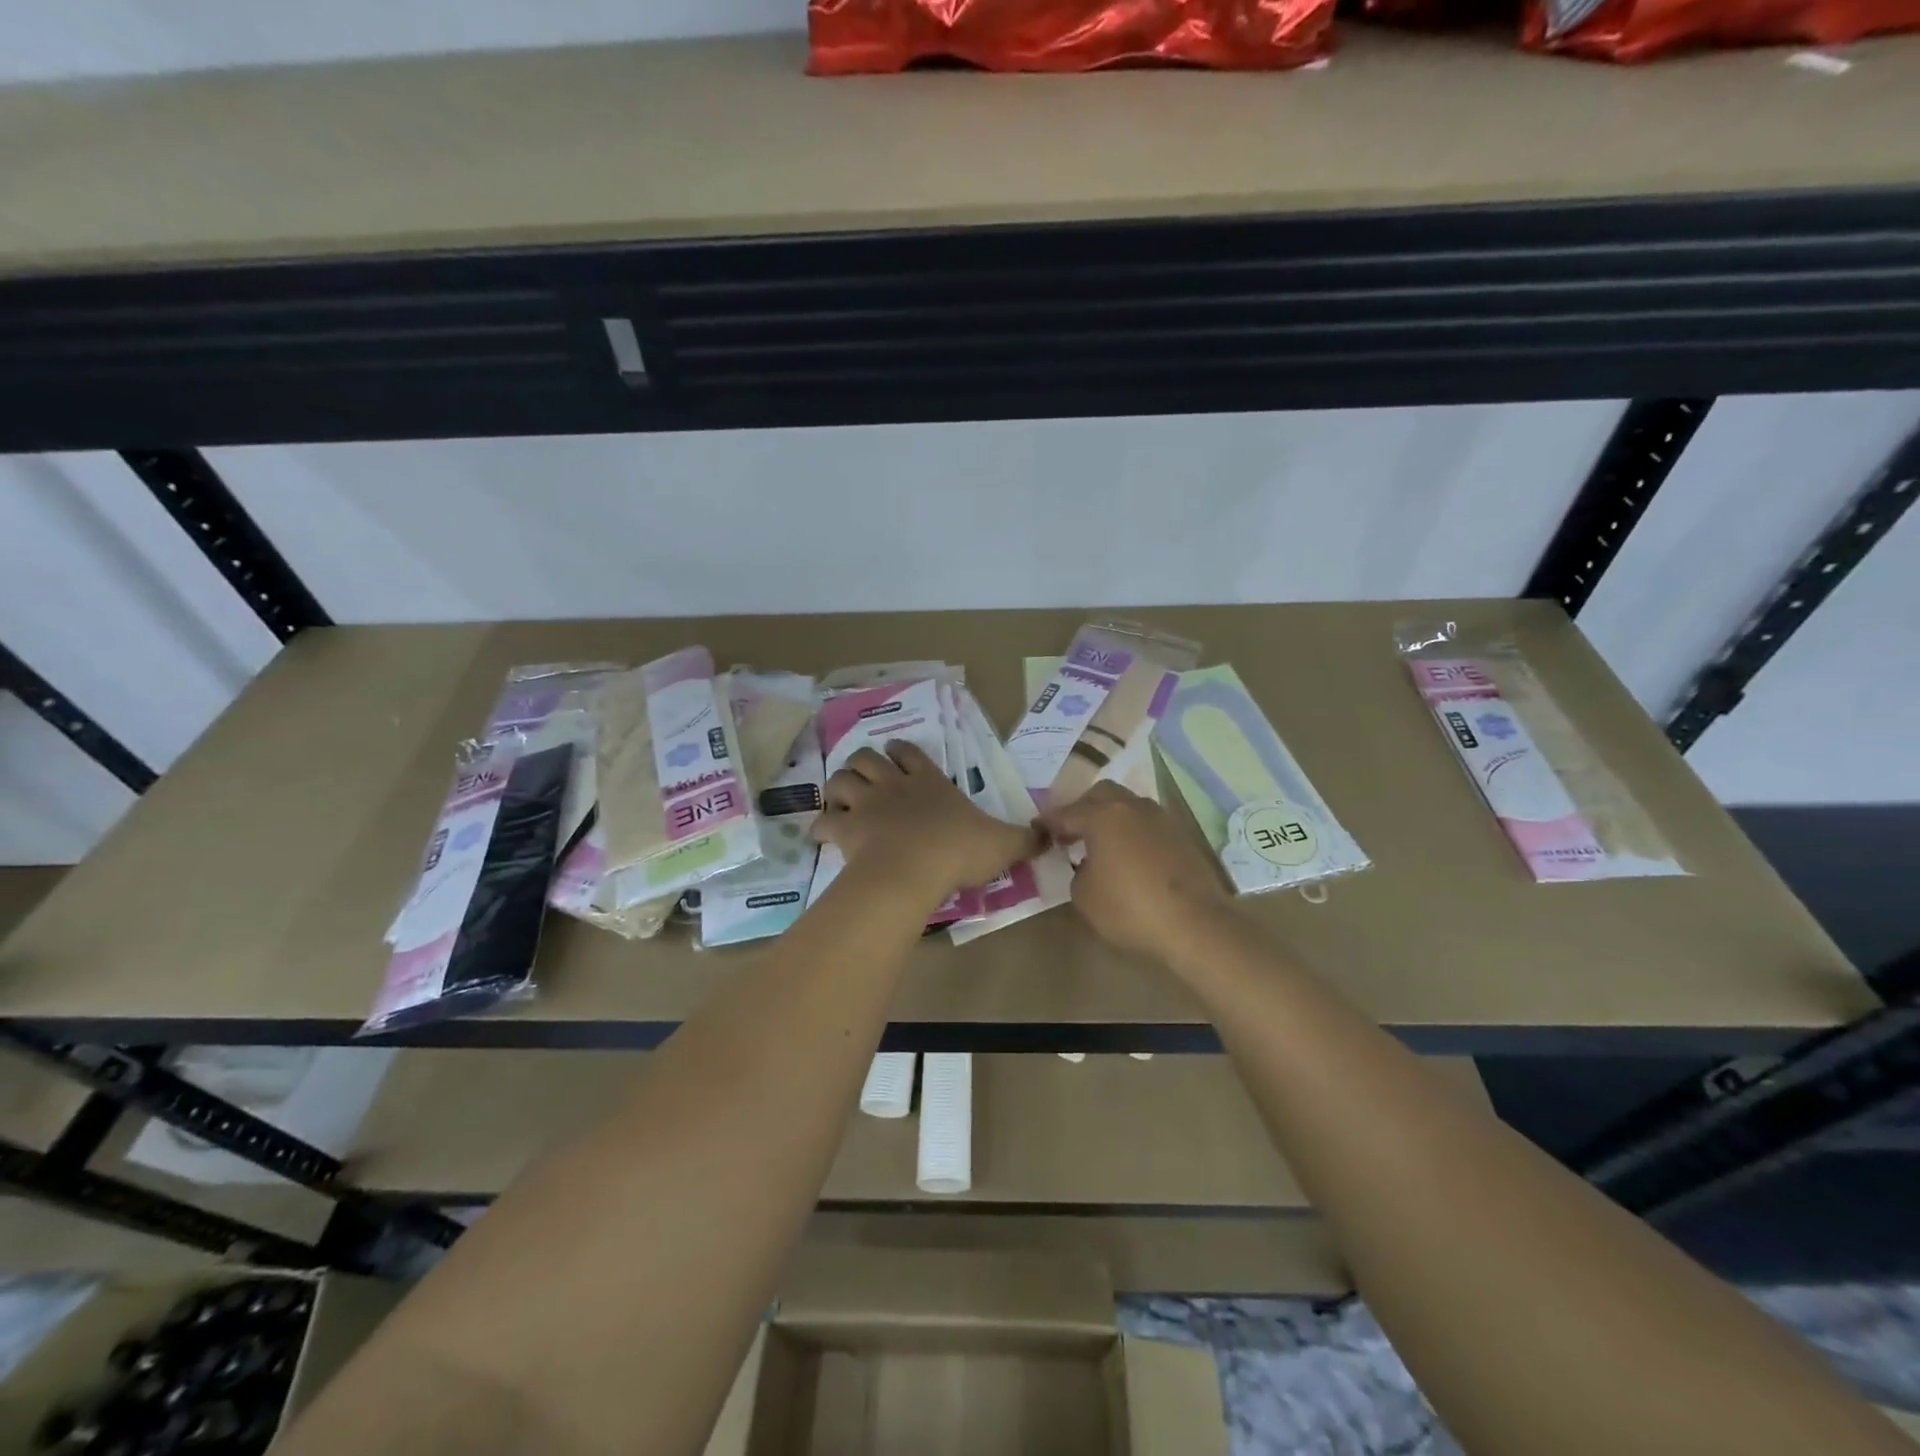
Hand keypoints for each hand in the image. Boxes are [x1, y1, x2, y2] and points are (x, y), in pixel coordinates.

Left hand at [813, 742, 1039, 900]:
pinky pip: (823, 822)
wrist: (915, 869)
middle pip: (867, 758)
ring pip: (840, 781)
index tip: (897, 754)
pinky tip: (823, 834)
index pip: (910, 753)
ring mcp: (866, 805)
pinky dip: (821, 826)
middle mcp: (894, 786)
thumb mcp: (1003, 844)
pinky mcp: (846, 830)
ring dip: (837, 787)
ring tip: (841, 800)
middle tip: (865, 778)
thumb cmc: (959, 851)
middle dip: (863, 763)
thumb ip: (1026, 839)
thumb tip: (1051, 834)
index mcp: (929, 782)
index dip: (901, 751)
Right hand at [1040, 782, 1232, 962]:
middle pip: (1102, 794)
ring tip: (1101, 843)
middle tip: (1071, 831)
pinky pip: (1147, 825)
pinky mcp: (1182, 837)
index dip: (1050, 821)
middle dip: (1083, 807)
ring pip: (1128, 805)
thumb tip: (1089, 865)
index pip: (1068, 812)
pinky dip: (1132, 832)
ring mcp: (1162, 819)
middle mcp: (1133, 807)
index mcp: (1104, 816)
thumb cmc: (1130, 909)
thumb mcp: (1084, 896)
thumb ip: (1078, 872)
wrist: (1196, 925)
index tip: (1038, 828)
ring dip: (1111, 817)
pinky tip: (1128, 856)